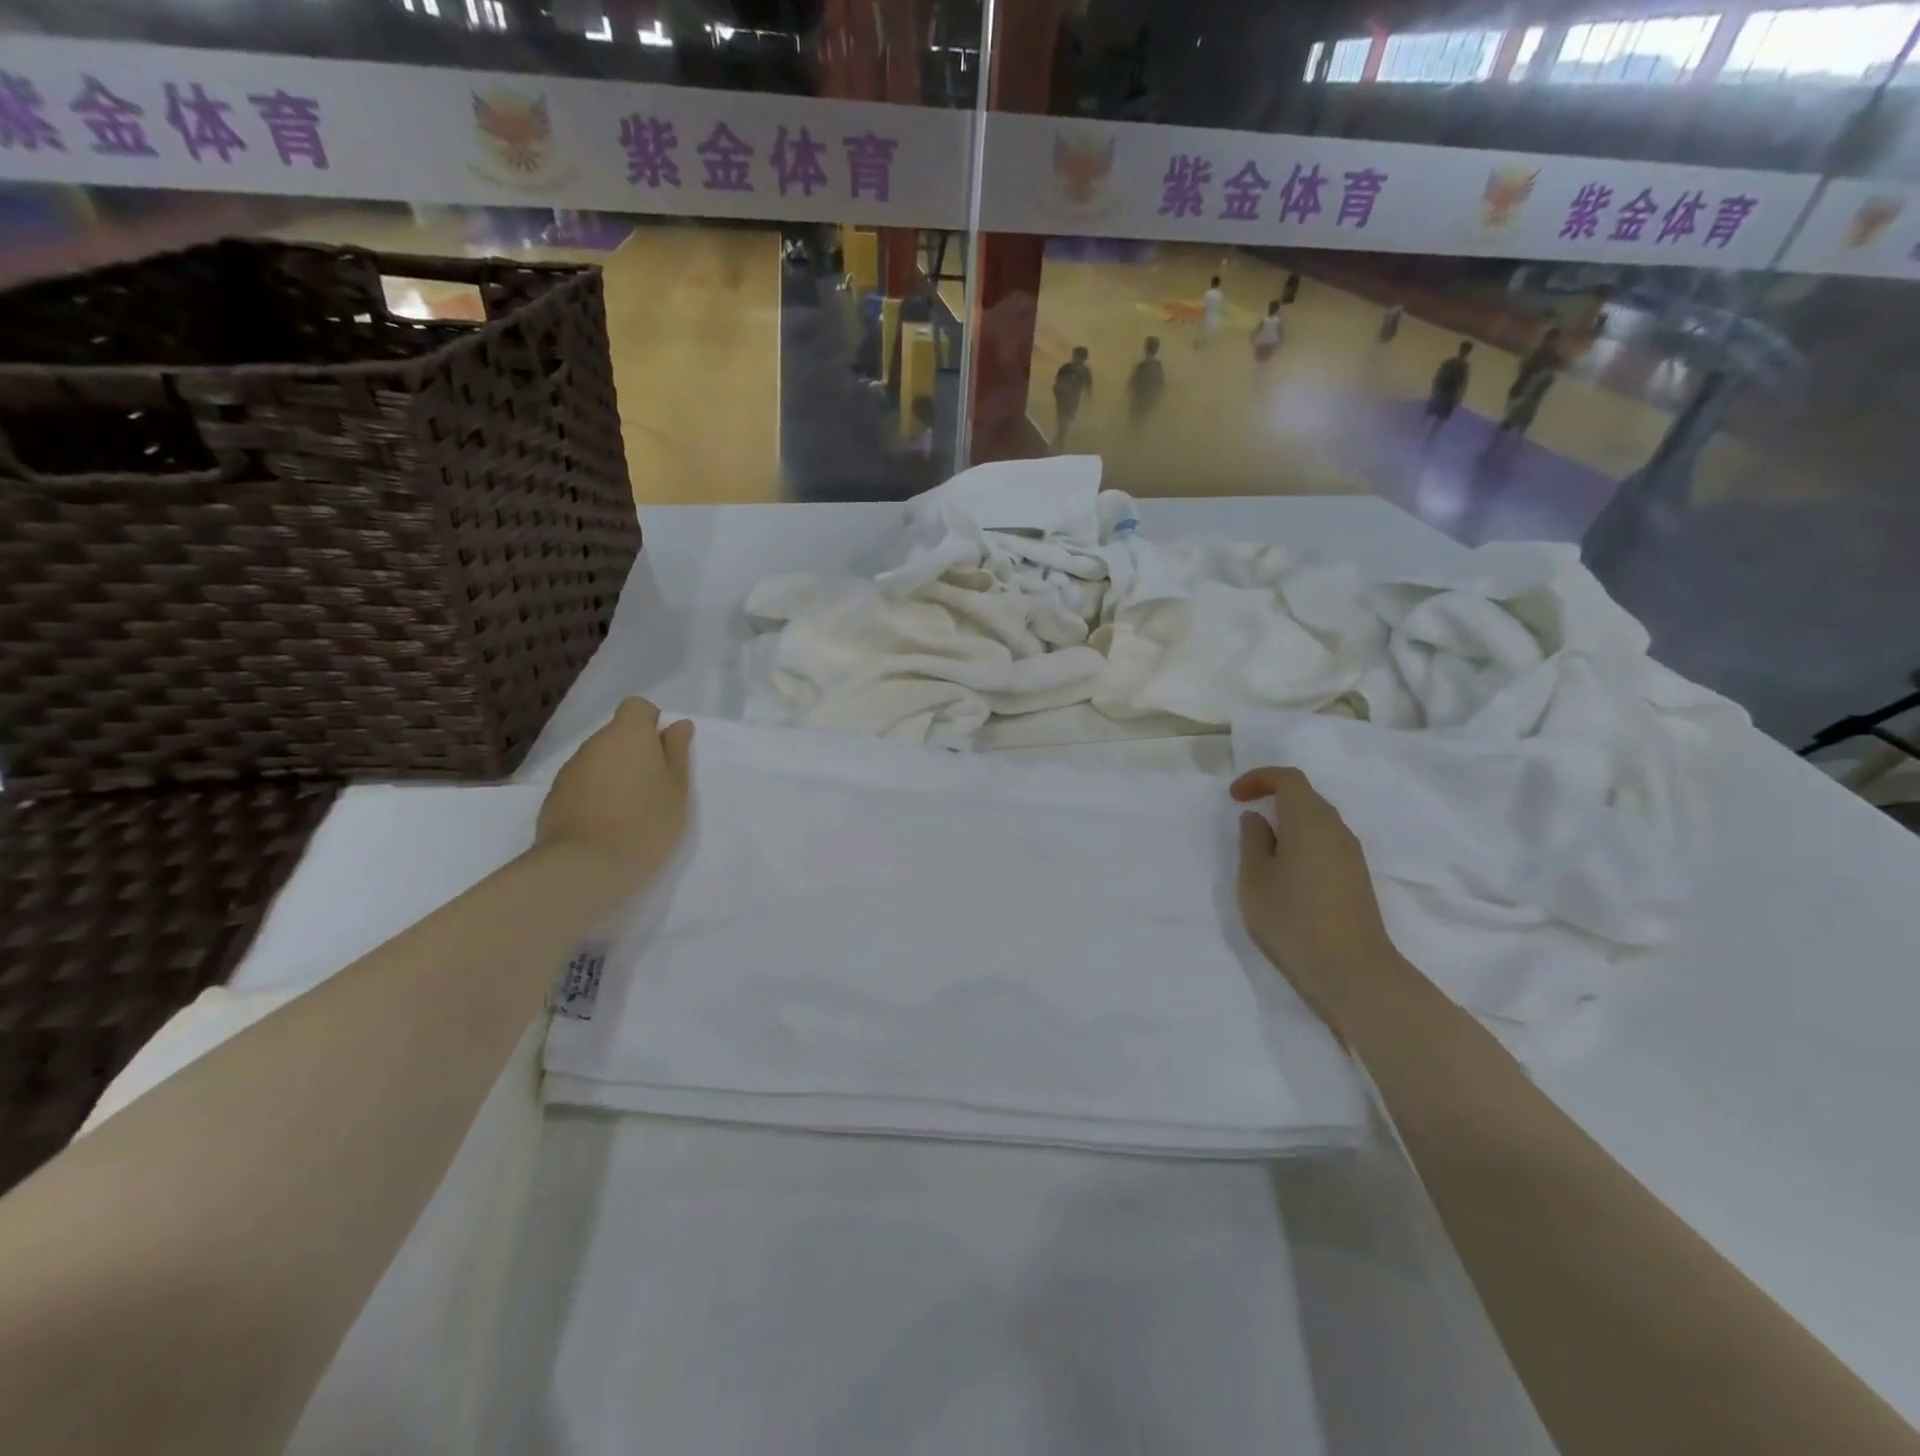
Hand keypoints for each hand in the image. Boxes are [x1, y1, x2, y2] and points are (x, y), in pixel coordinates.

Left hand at [536, 699, 692, 886]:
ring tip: (630, 809)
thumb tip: (677, 725)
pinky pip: (583, 783)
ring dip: (615, 773)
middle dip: (635, 752)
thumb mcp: (677, 787)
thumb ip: (677, 751)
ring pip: (599, 760)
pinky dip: (596, 794)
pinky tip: (606, 822)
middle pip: (617, 734)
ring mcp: (570, 769)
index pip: (637, 707)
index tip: (664, 753)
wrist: (586, 865)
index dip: (651, 724)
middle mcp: (595, 743)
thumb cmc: (646, 821)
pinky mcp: (555, 796)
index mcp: (628, 734)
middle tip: (654, 787)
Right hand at [1231, 766, 1410, 1027]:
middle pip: (1306, 796)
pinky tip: (1286, 871)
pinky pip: (1326, 842)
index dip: (1259, 779)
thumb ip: (1252, 841)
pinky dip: (1302, 841)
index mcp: (1309, 821)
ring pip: (1317, 821)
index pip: (1289, 779)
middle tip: (1245, 818)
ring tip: (1262, 848)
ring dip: (1289, 822)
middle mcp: (1336, 829)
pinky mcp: (1356, 877)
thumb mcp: (1254, 879)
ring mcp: (1351, 854)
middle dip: (1273, 798)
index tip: (1235, 798)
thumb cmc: (1292, 920)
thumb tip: (1257, 819)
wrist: (1352, 972)